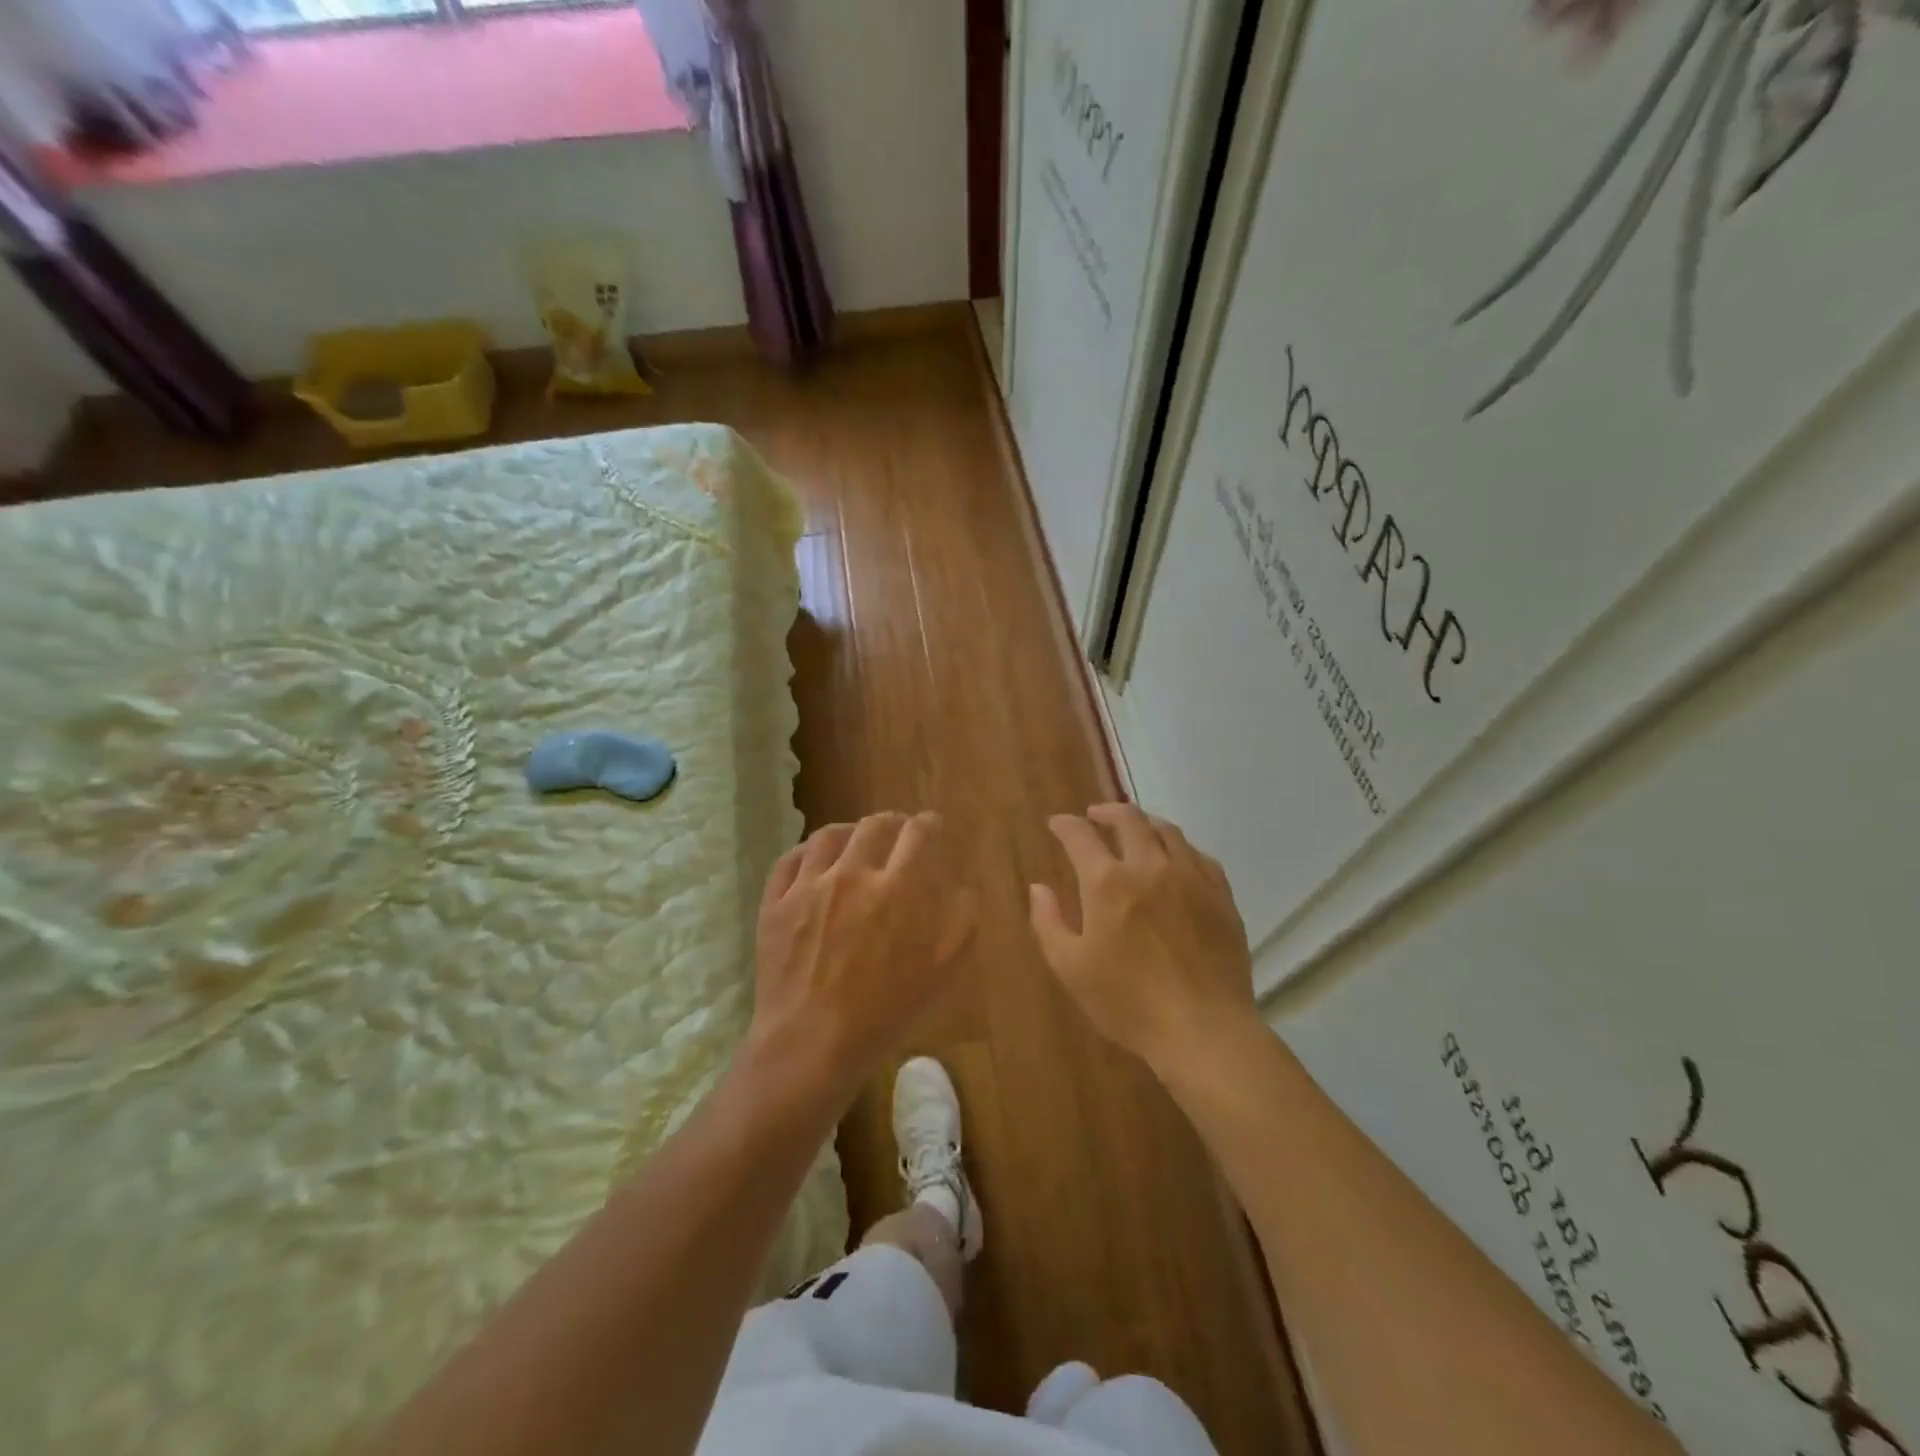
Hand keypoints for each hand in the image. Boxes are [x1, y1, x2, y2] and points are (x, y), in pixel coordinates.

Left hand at [750, 812, 974, 1099]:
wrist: (812, 1045)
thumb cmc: (886, 1013)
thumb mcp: (945, 970)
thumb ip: (961, 917)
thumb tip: (959, 883)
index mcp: (901, 887)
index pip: (921, 832)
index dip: (930, 825)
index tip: (932, 830)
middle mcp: (854, 872)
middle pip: (876, 825)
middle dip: (894, 825)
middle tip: (898, 836)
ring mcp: (809, 885)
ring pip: (830, 835)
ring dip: (850, 833)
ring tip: (856, 843)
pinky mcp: (776, 902)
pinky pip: (791, 859)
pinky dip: (808, 851)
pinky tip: (816, 860)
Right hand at [1029, 803, 1257, 1076]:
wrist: (1204, 1029)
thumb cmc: (1128, 1003)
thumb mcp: (1071, 968)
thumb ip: (1048, 922)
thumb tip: (1038, 888)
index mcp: (1108, 882)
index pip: (1081, 835)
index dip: (1065, 824)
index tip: (1057, 824)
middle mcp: (1150, 866)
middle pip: (1129, 819)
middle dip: (1107, 811)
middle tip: (1095, 815)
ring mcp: (1191, 877)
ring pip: (1168, 831)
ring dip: (1145, 823)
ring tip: (1135, 830)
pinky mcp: (1221, 896)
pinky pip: (1199, 856)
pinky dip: (1180, 848)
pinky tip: (1176, 859)